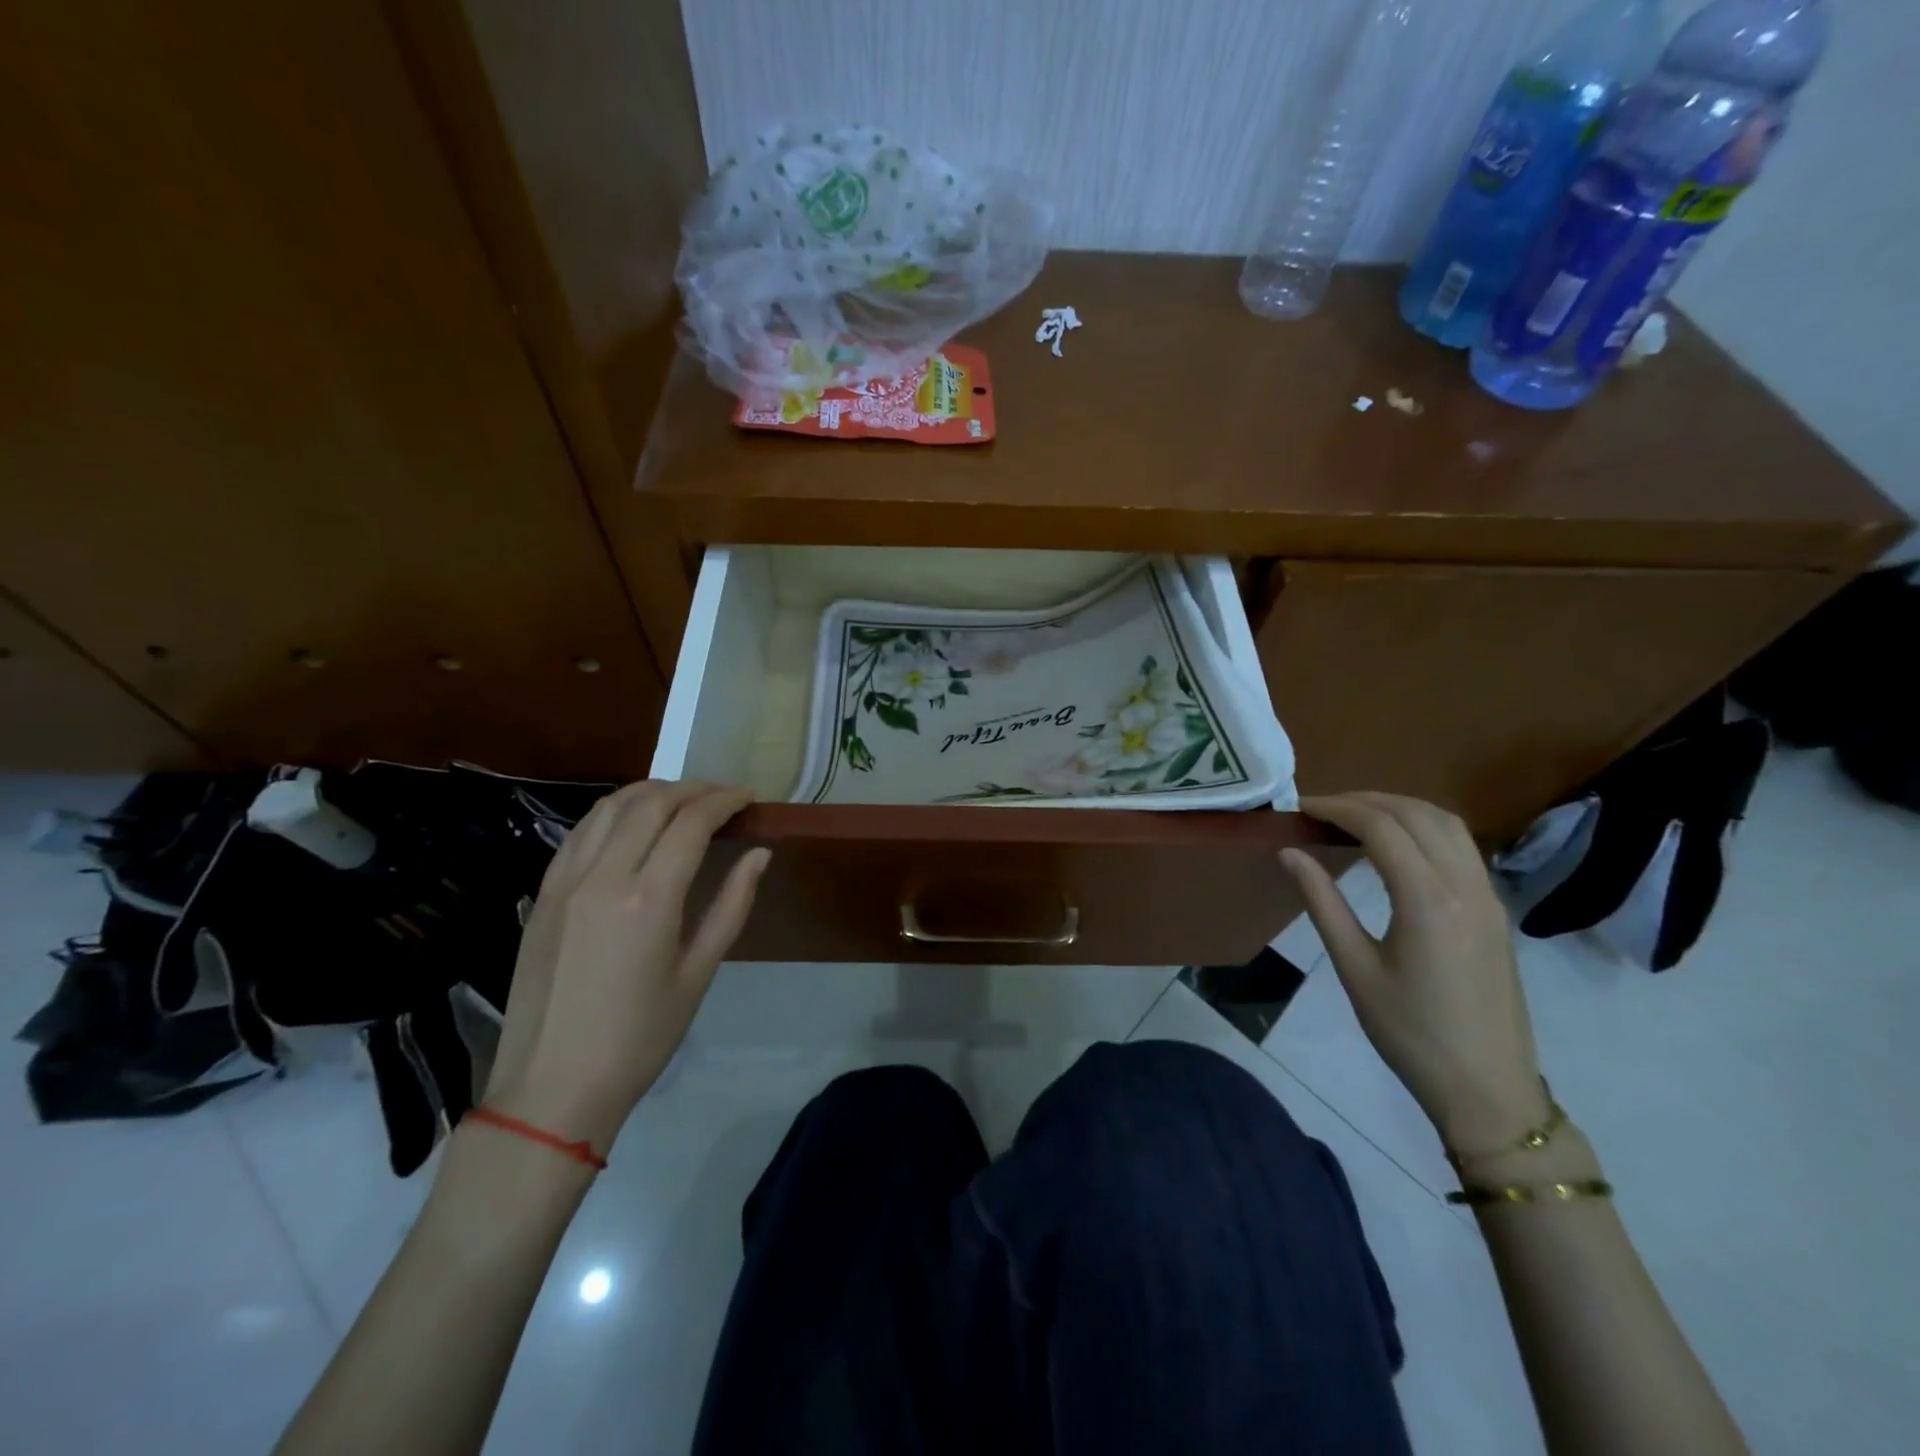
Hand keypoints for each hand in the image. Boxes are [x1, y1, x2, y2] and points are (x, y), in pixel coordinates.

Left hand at [482, 781, 769, 1156]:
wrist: (552, 1087)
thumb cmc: (640, 1038)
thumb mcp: (698, 974)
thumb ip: (731, 905)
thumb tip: (759, 855)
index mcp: (648, 898)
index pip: (691, 823)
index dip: (724, 801)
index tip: (749, 797)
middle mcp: (603, 876)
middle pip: (651, 804)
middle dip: (693, 789)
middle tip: (722, 796)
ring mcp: (565, 882)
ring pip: (610, 808)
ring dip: (651, 792)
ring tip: (681, 799)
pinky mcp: (543, 894)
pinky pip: (580, 832)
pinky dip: (613, 813)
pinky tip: (631, 823)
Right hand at [1280, 792, 1550, 1154]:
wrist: (1488, 1089)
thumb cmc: (1410, 1033)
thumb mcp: (1355, 968)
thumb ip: (1322, 903)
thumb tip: (1289, 853)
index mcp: (1427, 900)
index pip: (1381, 826)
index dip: (1337, 808)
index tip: (1301, 808)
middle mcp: (1465, 886)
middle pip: (1417, 814)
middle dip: (1366, 800)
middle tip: (1322, 809)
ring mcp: (1488, 896)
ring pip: (1447, 824)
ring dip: (1400, 808)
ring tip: (1355, 818)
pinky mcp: (1495, 911)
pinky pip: (1462, 846)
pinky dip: (1425, 828)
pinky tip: (1397, 846)